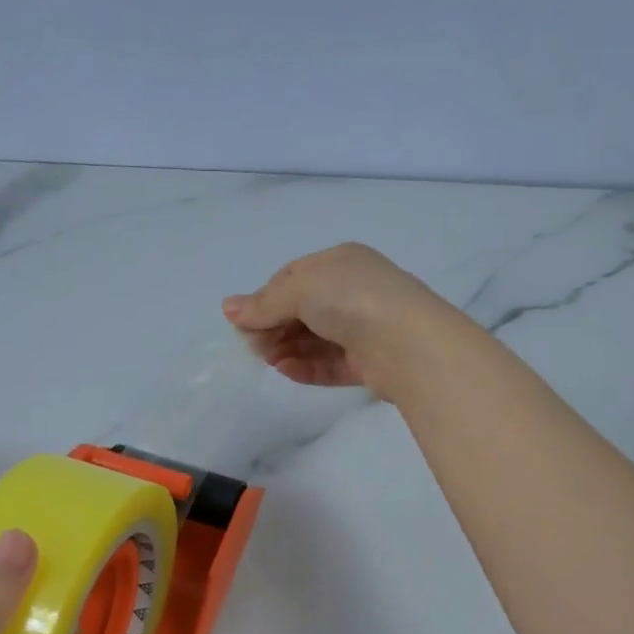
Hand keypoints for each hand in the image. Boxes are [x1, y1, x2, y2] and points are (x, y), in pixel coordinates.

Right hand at [222, 242, 454, 399]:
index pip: (293, 279)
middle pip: (303, 311)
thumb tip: (228, 308)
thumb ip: (263, 303)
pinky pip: (330, 364)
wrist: (405, 342)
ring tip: (268, 360)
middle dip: (275, 328)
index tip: (244, 322)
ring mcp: (363, 329)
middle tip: (253, 346)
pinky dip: (307, 367)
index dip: (266, 299)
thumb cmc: (351, 299)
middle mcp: (354, 293)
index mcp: (341, 263)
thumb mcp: (300, 290)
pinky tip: (286, 371)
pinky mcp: (368, 363)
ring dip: (288, 349)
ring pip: (316, 340)